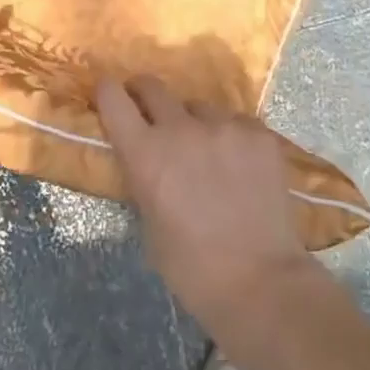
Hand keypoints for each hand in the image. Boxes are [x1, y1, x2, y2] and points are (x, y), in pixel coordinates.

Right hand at [95, 75, 314, 342]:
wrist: (260, 282)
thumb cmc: (192, 268)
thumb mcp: (149, 223)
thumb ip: (144, 180)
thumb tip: (147, 160)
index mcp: (146, 153)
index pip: (114, 99)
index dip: (108, 92)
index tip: (110, 95)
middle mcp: (181, 128)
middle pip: (153, 87)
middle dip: (146, 96)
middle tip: (151, 113)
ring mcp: (224, 126)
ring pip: (199, 107)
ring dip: (195, 123)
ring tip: (208, 154)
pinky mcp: (258, 133)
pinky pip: (236, 122)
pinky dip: (231, 137)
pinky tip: (241, 166)